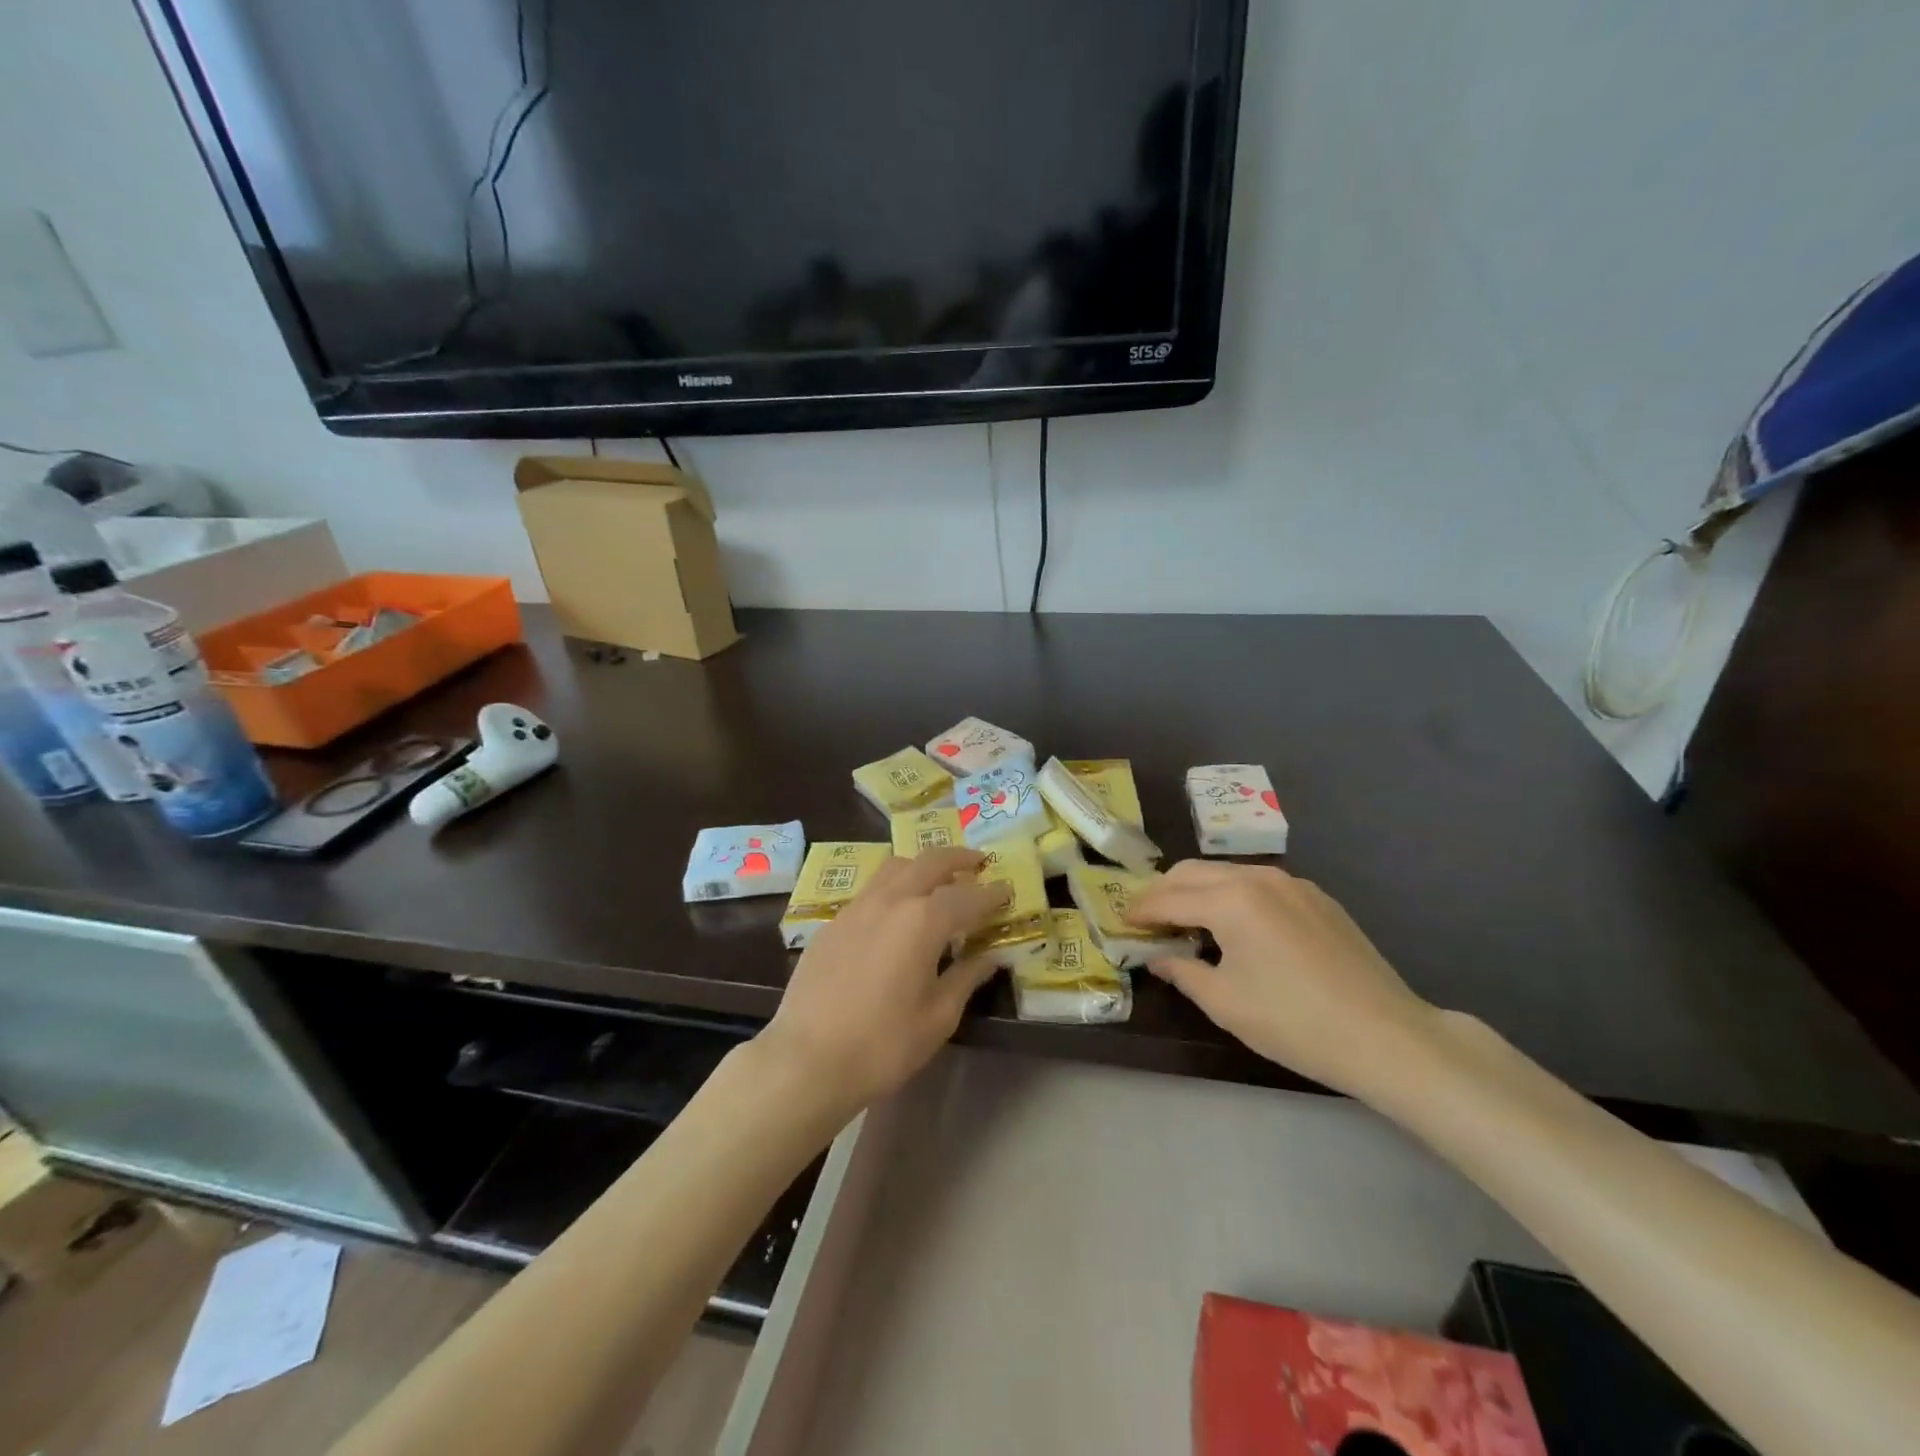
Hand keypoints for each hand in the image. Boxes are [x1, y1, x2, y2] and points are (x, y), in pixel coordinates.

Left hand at [758, 847, 1008, 1117]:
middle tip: (978, 863)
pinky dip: (894, 887)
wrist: (807, 1060)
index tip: (1008, 890)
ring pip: (895, 868)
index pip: (967, 896)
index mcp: (923, 920)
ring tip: (938, 880)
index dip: (992, 894)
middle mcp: (890, 900)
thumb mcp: (937, 1017)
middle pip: (929, 862)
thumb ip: (966, 978)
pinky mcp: (833, 923)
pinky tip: (897, 912)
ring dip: (922, 866)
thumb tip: (990, 956)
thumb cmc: (883, 1045)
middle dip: (958, 859)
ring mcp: (856, 908)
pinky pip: (871, 890)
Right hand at [1128, 860, 1440, 1095]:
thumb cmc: (1294, 1023)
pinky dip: (1233, 896)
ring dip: (1198, 891)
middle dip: (1164, 892)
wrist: (1386, 1036)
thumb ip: (1182, 972)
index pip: (1169, 898)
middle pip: (1194, 872)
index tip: (1122, 922)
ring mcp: (1293, 884)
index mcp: (1231, 900)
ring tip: (1187, 923)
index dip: (1140, 911)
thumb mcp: (1224, 1003)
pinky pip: (1259, 884)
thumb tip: (1158, 958)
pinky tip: (1236, 928)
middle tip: (1148, 920)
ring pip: (1227, 873)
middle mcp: (1258, 878)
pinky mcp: (1317, 897)